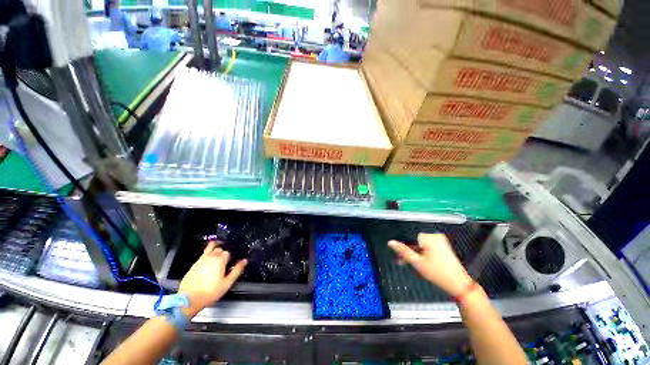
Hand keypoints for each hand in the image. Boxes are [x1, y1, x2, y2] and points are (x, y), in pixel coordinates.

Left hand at [178, 241, 246, 316]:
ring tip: (217, 249)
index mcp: (220, 260)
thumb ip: (237, 270)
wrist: (189, 299)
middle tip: (224, 258)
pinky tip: (208, 255)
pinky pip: (202, 254)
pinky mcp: (194, 264)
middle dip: (222, 252)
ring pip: (210, 249)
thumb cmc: (210, 292)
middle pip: (219, 250)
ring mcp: (201, 260)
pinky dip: (206, 252)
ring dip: (215, 249)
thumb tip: (244, 261)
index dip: (230, 257)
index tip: (230, 262)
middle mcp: (211, 257)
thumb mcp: (227, 283)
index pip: (228, 253)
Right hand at [388, 233, 472, 296]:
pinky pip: (427, 246)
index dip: (402, 246)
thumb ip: (403, 251)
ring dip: (413, 253)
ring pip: (420, 244)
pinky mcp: (443, 246)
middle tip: (401, 261)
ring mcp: (440, 240)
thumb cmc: (438, 273)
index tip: (398, 256)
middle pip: (414, 241)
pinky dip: (421, 253)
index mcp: (429, 237)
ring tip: (409, 263)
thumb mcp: (417, 263)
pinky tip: (418, 261)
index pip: (409, 237)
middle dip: (407, 251)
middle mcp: (435, 236)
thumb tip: (390, 242)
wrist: (459, 285)